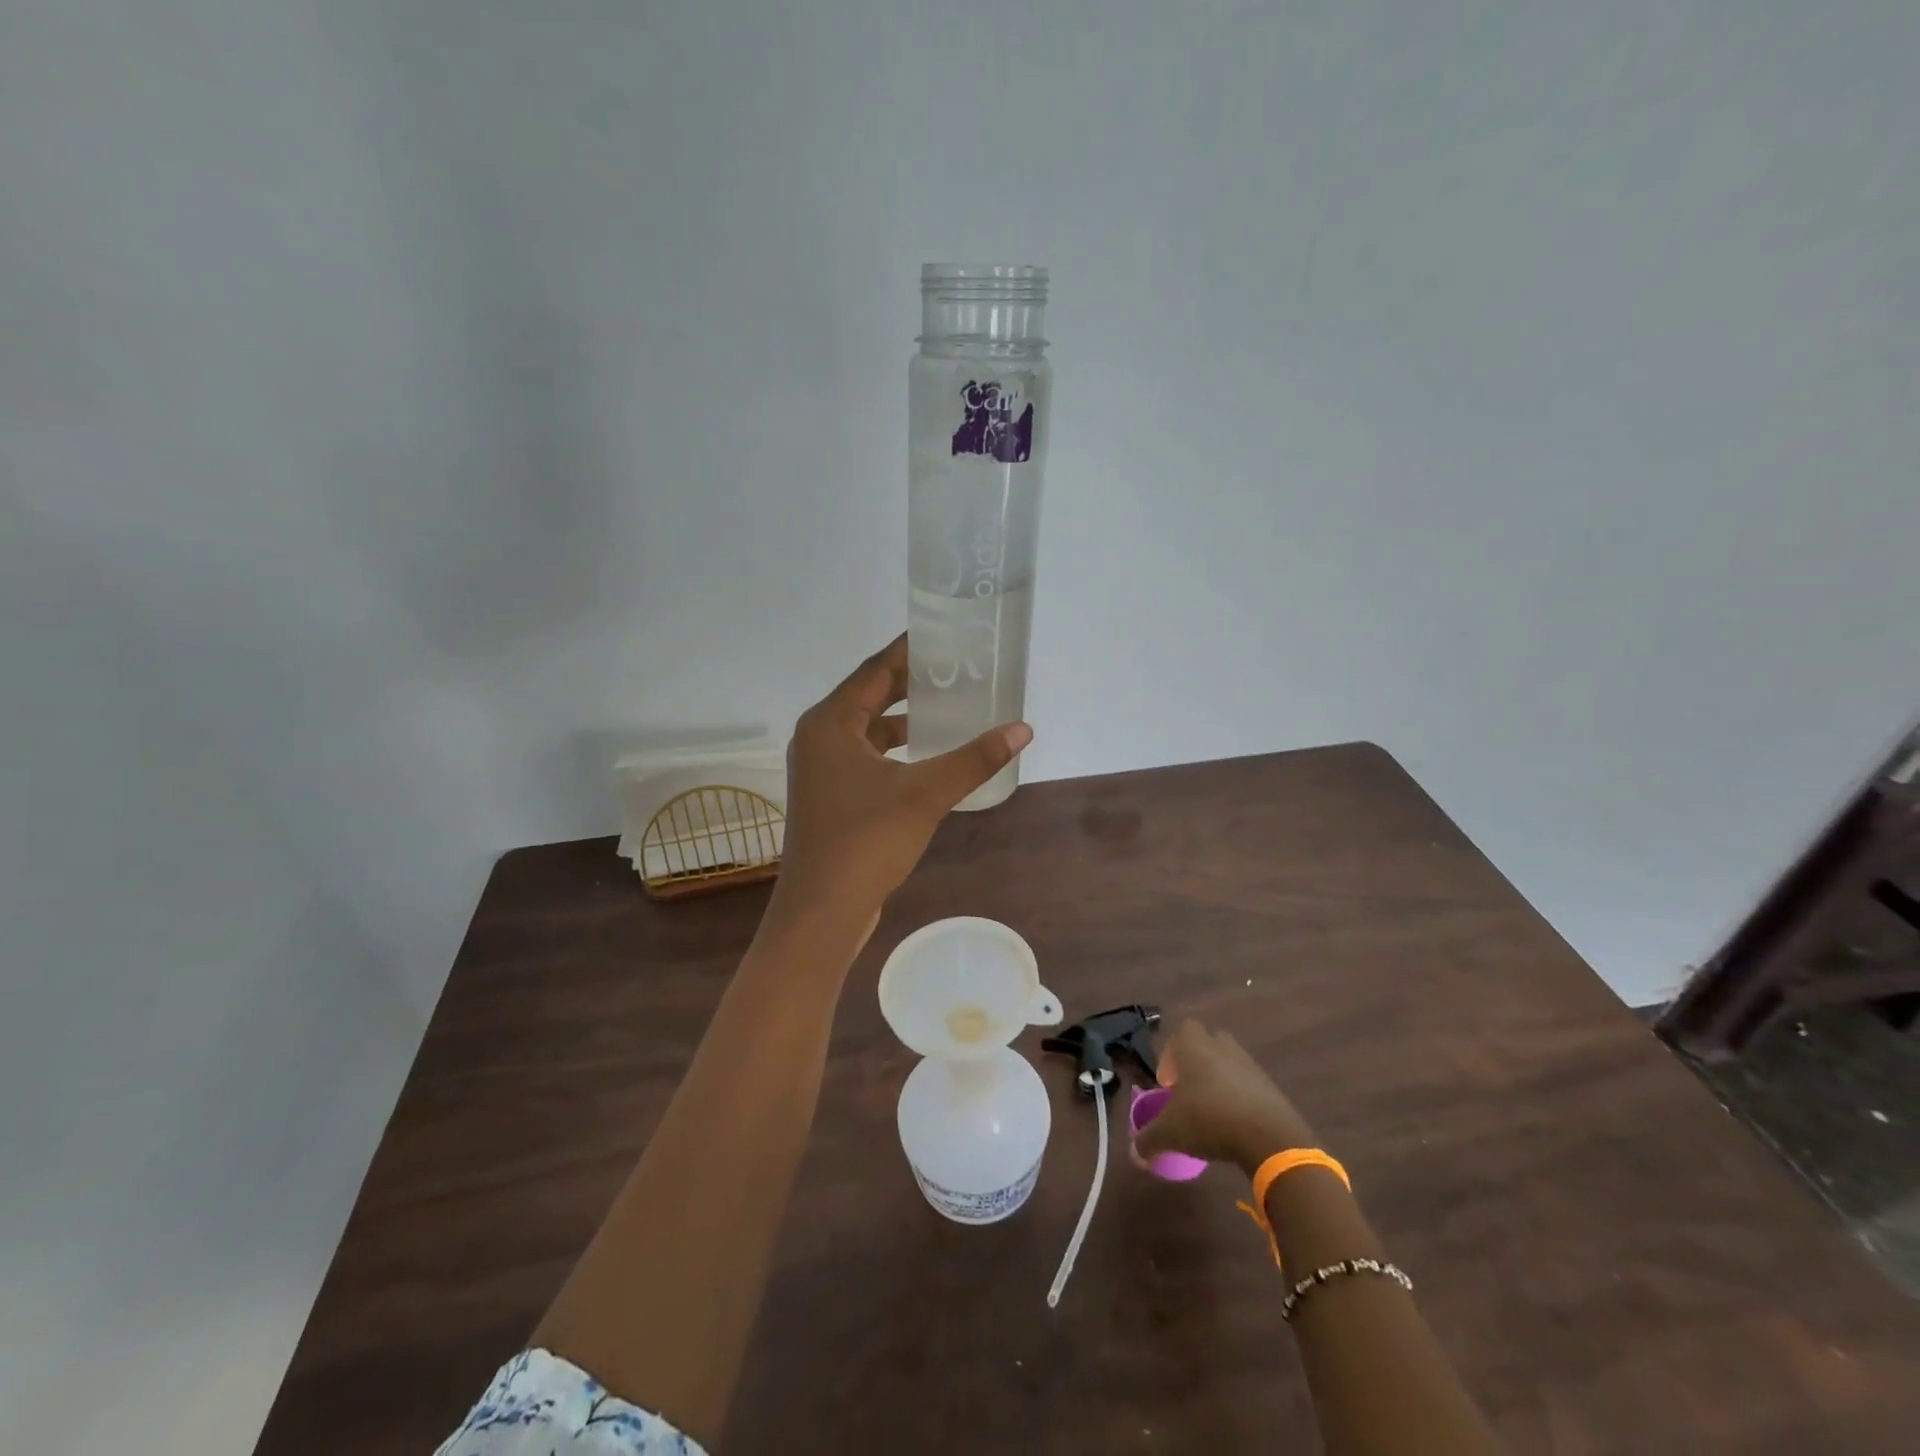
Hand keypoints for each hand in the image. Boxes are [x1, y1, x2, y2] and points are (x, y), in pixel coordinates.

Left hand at [771, 635, 1031, 925]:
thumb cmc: (866, 841)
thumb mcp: (926, 794)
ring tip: (947, 708)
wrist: (822, 910)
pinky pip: (864, 756)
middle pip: (869, 696)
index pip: (875, 670)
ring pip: (866, 729)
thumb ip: (974, 759)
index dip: (909, 651)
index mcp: (830, 722)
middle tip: (954, 669)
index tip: (943, 635)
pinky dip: (893, 750)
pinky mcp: (829, 796)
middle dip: (910, 684)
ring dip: (902, 719)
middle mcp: (819, 737)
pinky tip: (925, 757)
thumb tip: (1022, 729)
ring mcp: (820, 769)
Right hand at [1134, 1020, 1318, 1175]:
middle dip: (1196, 1063)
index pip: (1180, 1033)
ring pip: (1229, 1063)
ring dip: (1219, 1080)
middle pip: (1207, 1043)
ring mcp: (1249, 1065)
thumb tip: (1135, 1154)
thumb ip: (1148, 1140)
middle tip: (1188, 1092)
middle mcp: (1221, 1047)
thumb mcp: (1170, 1132)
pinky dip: (1240, 1099)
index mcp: (1194, 1047)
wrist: (1269, 1136)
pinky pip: (1249, 1085)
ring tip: (1211, 1112)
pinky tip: (1234, 1125)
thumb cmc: (1209, 1119)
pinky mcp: (1270, 1086)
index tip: (1168, 1085)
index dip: (1171, 1056)